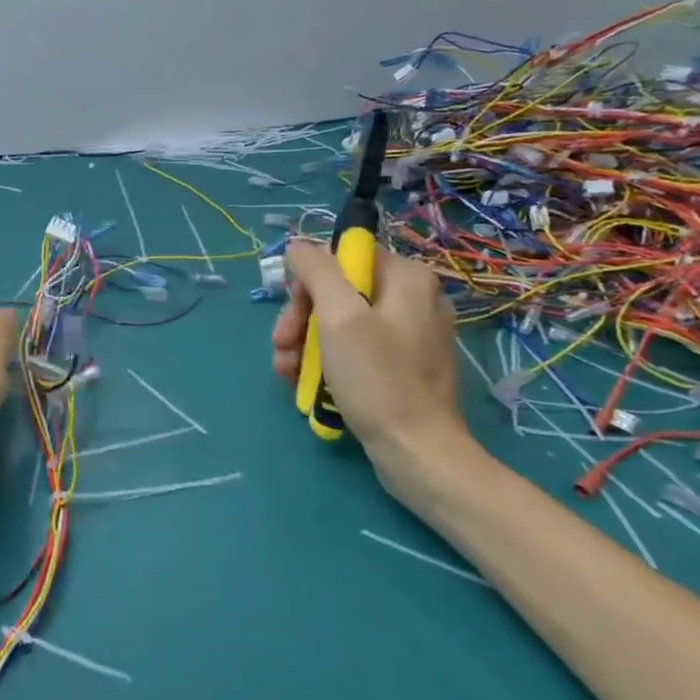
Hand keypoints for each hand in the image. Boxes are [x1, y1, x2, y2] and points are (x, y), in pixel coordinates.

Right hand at [271, 239, 474, 498]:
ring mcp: (410, 335)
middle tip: (281, 347)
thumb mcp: (339, 316)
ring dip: (305, 343)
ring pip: (341, 322)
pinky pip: (356, 348)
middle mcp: (414, 299)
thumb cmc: (377, 378)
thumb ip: (316, 271)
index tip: (294, 315)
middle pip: (339, 291)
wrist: (418, 453)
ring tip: (286, 372)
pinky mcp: (403, 366)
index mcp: (407, 278)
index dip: (309, 282)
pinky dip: (327, 361)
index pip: (343, 257)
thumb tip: (298, 246)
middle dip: (301, 319)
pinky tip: (306, 383)